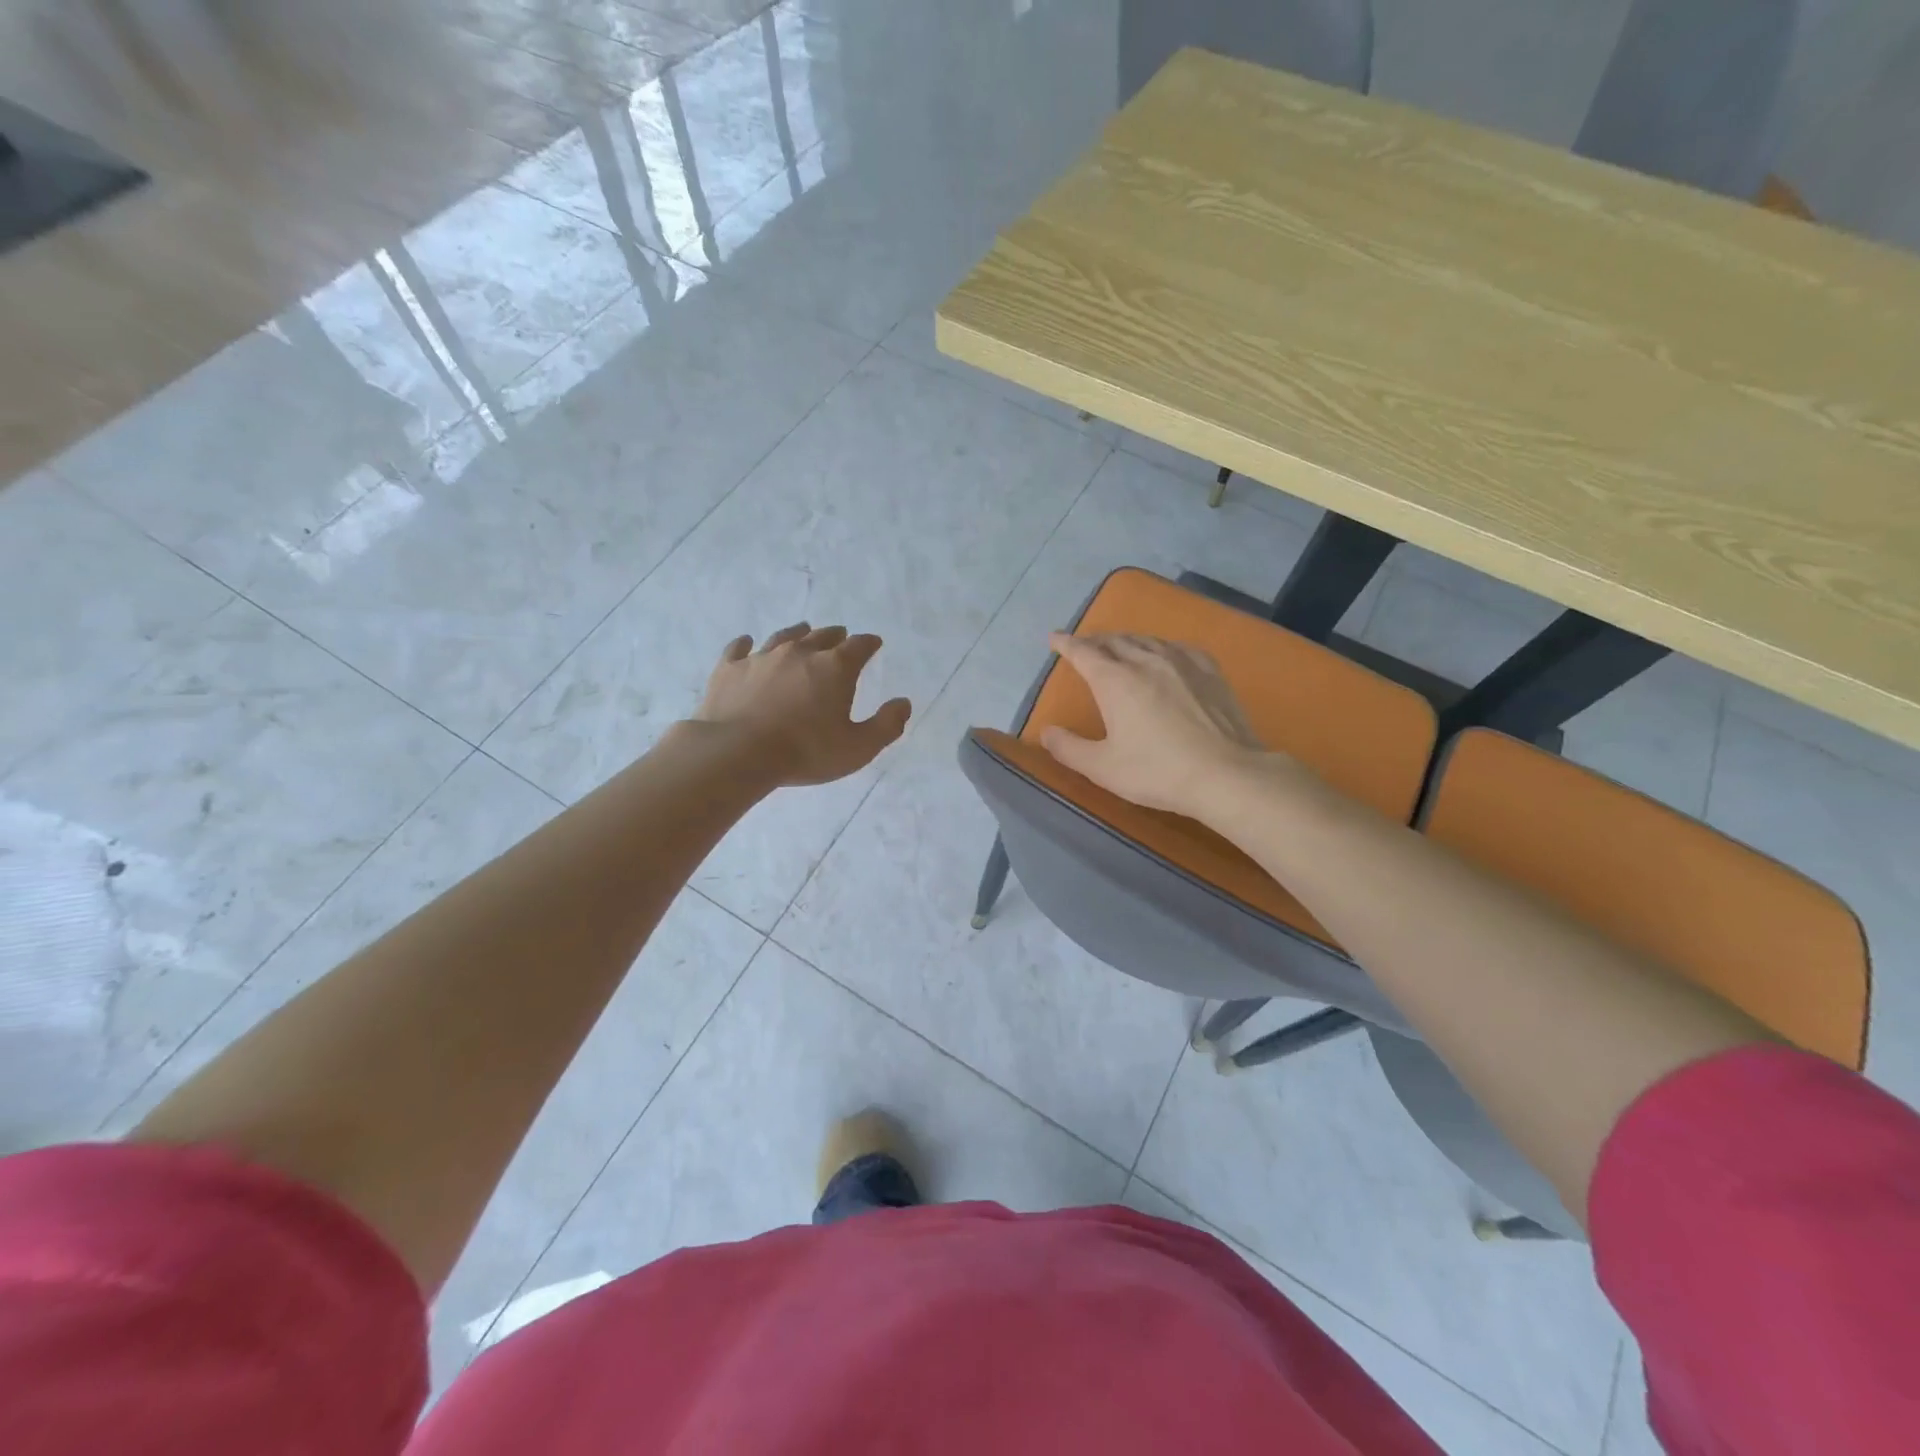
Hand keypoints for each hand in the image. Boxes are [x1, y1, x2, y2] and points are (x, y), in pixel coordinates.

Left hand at [693, 623, 911, 786]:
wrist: (737, 752)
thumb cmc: (806, 751)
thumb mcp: (858, 748)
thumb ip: (886, 725)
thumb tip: (904, 703)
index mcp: (835, 667)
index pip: (859, 646)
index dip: (869, 643)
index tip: (874, 643)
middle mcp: (800, 652)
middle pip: (822, 636)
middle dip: (836, 636)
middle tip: (841, 637)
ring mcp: (762, 657)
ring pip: (784, 637)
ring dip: (798, 634)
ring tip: (803, 631)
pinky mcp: (730, 669)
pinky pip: (739, 649)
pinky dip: (746, 645)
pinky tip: (746, 643)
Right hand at [1039, 633, 1273, 816]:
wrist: (1225, 774)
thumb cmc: (1157, 772)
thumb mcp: (1102, 768)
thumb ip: (1068, 748)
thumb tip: (1047, 731)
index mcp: (1115, 681)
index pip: (1083, 652)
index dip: (1066, 644)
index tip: (1055, 638)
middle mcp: (1145, 661)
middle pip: (1114, 641)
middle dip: (1095, 641)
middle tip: (1084, 646)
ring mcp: (1181, 662)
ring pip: (1146, 640)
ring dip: (1126, 640)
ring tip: (1119, 647)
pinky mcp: (1209, 671)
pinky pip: (1177, 647)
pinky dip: (1160, 646)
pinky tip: (1164, 654)